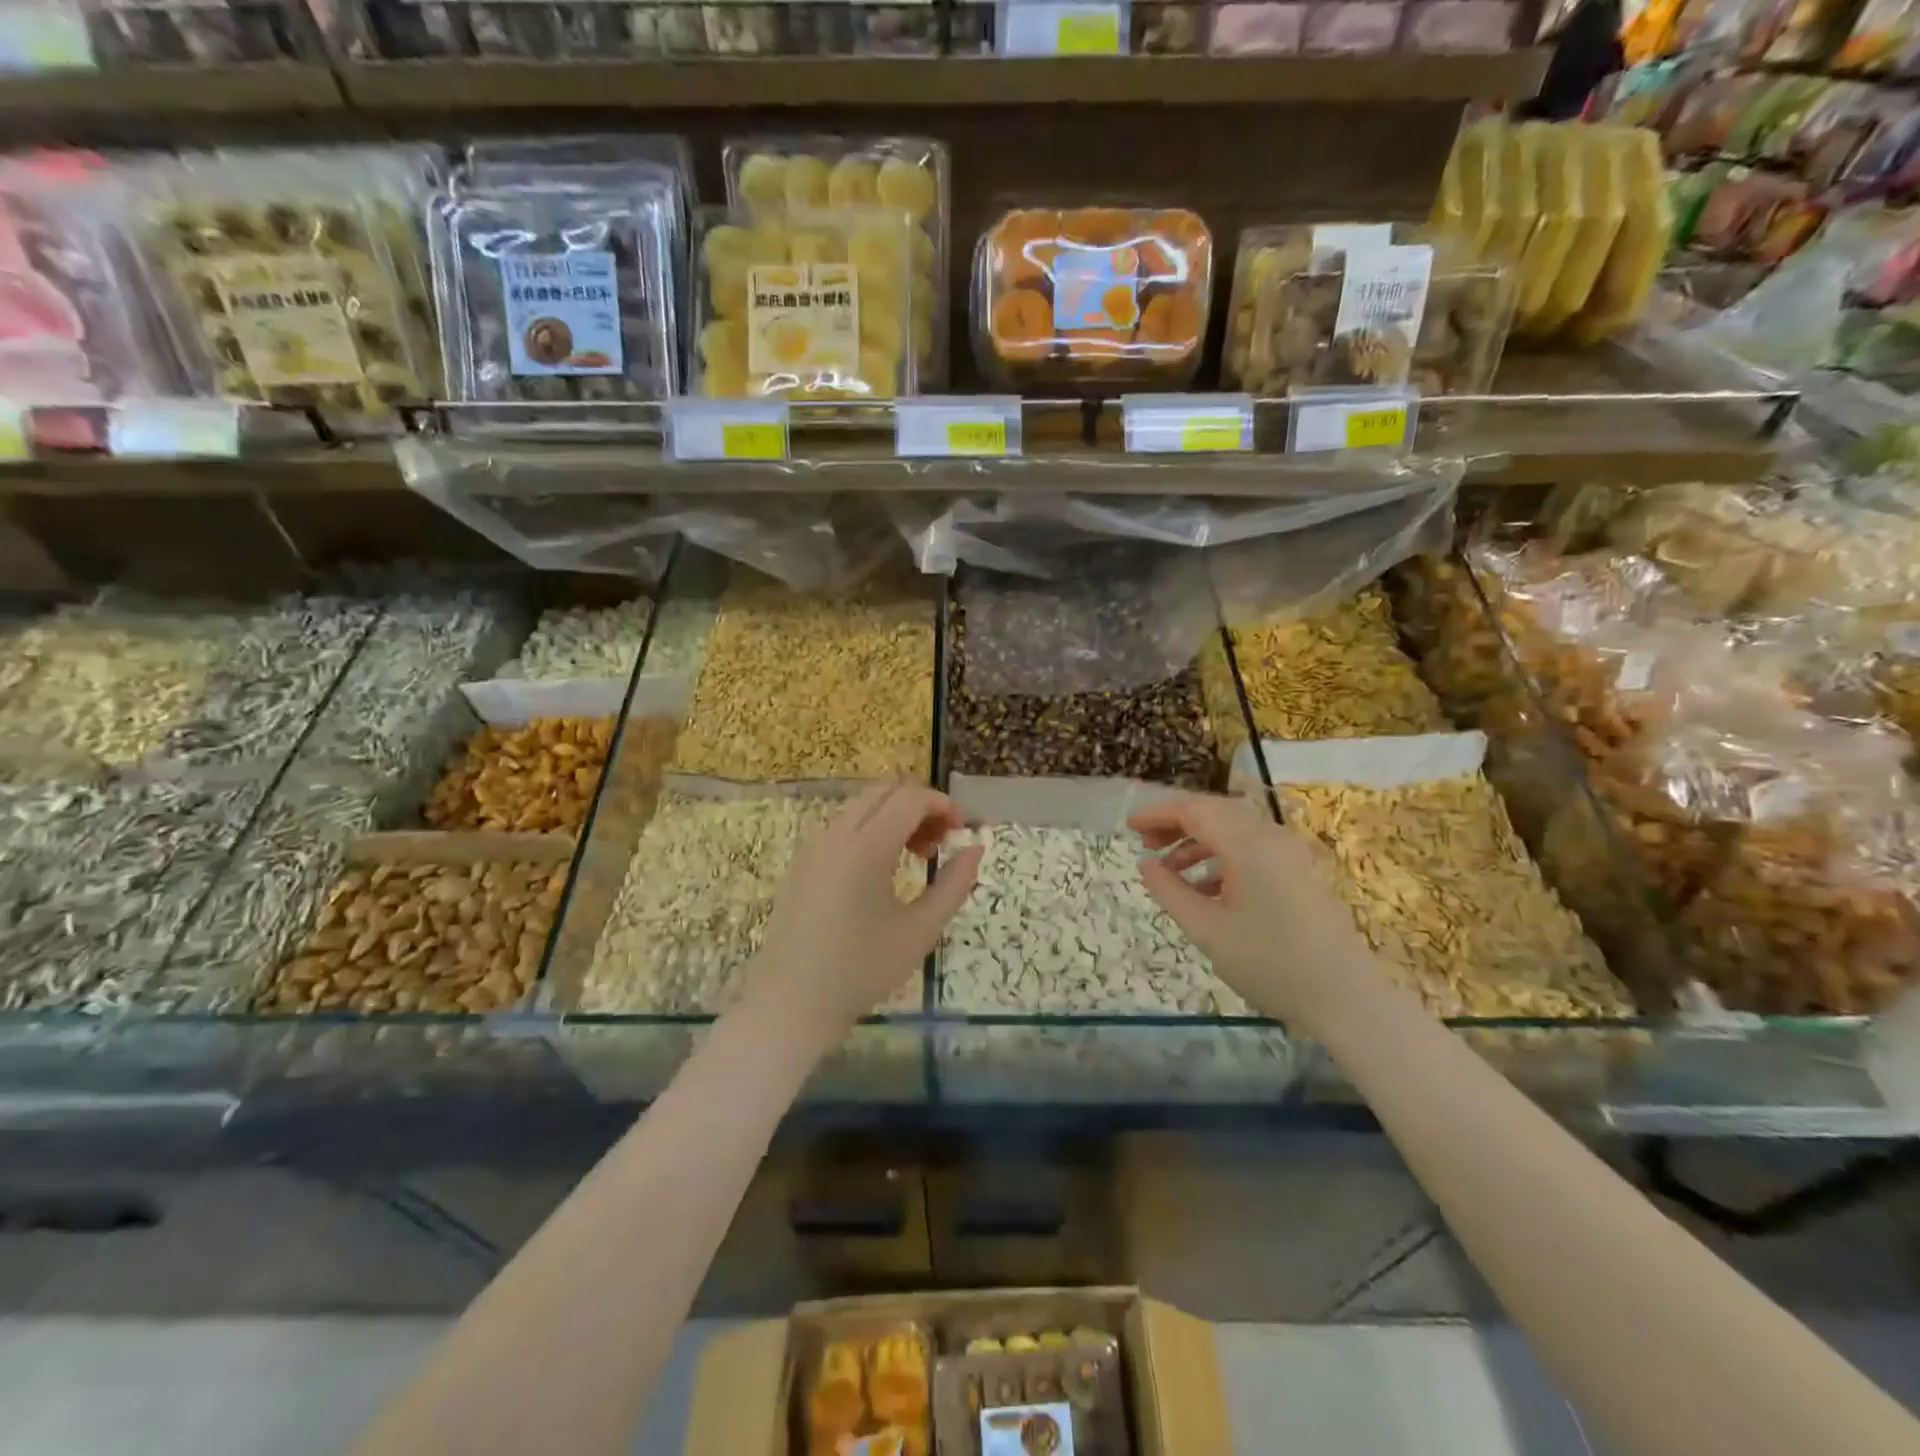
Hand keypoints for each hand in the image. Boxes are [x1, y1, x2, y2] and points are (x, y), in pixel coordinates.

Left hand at [758, 784, 983, 1035]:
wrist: (791, 1004)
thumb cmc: (861, 971)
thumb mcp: (920, 931)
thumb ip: (954, 884)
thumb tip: (975, 848)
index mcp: (866, 847)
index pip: (911, 797)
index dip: (944, 805)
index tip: (962, 834)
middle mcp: (836, 833)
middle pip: (886, 790)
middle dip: (921, 805)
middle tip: (940, 843)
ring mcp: (815, 844)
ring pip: (864, 803)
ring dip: (896, 815)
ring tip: (916, 858)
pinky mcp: (804, 860)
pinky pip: (845, 823)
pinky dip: (873, 828)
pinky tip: (883, 870)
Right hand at [1128, 793, 1377, 1026]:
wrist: (1347, 998)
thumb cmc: (1271, 963)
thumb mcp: (1208, 931)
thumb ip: (1170, 892)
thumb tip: (1146, 865)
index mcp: (1247, 844)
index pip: (1194, 809)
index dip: (1157, 814)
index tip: (1129, 829)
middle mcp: (1270, 837)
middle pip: (1214, 812)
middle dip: (1176, 824)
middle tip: (1145, 846)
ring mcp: (1289, 854)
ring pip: (1233, 830)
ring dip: (1198, 842)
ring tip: (1170, 871)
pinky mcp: (1299, 872)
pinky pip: (1251, 849)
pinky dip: (1222, 858)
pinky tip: (1205, 890)